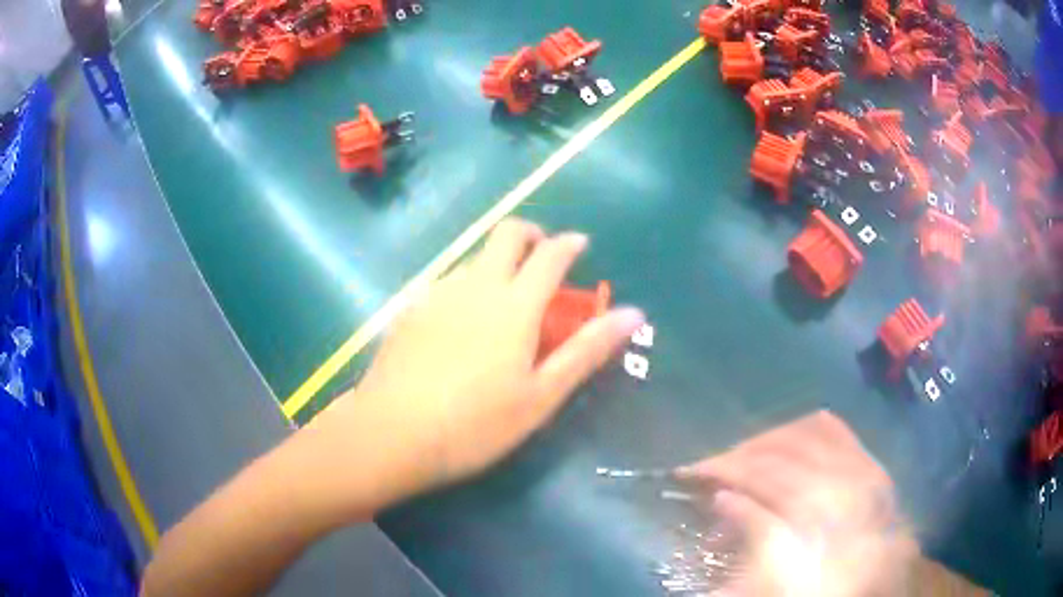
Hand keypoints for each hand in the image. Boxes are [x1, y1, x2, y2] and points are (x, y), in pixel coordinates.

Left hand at [313, 219, 644, 512]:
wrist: (391, 434)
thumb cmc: (475, 425)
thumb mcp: (541, 395)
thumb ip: (586, 350)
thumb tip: (633, 313)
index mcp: (514, 304)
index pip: (549, 254)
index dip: (569, 244)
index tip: (580, 246)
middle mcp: (475, 285)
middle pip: (506, 233)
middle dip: (531, 235)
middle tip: (542, 263)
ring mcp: (437, 293)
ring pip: (475, 257)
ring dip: (497, 263)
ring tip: (504, 304)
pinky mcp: (411, 308)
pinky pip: (448, 281)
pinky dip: (468, 286)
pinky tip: (462, 326)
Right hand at [676, 411, 918, 596]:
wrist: (884, 583)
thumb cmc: (830, 585)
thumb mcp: (785, 576)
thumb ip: (757, 534)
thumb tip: (723, 500)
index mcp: (826, 514)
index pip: (765, 477)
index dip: (723, 471)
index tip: (689, 473)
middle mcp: (846, 479)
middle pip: (783, 449)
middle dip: (738, 454)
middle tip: (707, 467)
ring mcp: (862, 464)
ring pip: (805, 430)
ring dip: (766, 439)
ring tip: (741, 455)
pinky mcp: (869, 461)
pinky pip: (833, 428)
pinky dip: (802, 428)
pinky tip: (784, 440)